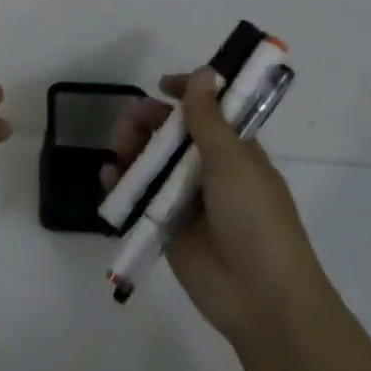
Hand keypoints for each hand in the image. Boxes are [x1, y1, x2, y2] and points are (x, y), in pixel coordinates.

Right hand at [105, 69, 332, 347]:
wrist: (262, 298)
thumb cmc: (256, 220)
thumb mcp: (234, 162)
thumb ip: (209, 118)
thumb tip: (204, 72)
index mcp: (235, 150)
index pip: (208, 110)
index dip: (186, 93)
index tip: (161, 85)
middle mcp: (209, 170)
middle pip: (171, 134)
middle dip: (148, 121)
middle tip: (130, 120)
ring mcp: (185, 199)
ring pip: (151, 162)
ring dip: (131, 148)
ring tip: (118, 148)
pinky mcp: (165, 227)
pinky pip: (138, 198)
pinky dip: (121, 184)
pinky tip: (108, 177)